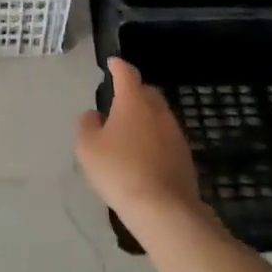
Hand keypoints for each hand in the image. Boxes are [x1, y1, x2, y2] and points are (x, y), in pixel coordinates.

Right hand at [75, 58, 201, 225]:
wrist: (163, 208)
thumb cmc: (119, 170)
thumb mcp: (88, 148)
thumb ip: (87, 125)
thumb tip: (94, 115)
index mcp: (133, 101)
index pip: (127, 74)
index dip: (118, 66)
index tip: (112, 62)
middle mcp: (158, 111)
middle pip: (147, 92)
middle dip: (134, 91)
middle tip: (119, 99)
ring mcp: (175, 133)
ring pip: (158, 115)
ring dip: (145, 117)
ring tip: (129, 129)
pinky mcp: (184, 155)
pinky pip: (165, 137)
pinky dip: (154, 138)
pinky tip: (144, 153)